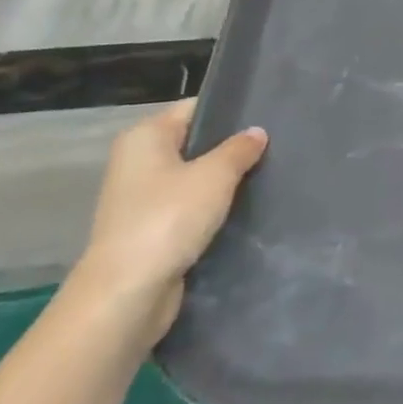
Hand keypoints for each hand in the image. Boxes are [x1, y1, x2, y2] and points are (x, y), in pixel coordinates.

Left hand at [71, 99, 267, 344]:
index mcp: (145, 137)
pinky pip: (189, 208)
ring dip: (223, 181)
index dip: (230, 110)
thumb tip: (257, 132)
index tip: (268, 115)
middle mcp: (138, 162)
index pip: (195, 108)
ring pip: (194, 178)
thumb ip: (240, 149)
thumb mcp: (215, 175)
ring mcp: (141, 199)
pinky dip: (212, 209)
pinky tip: (244, 209)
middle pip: (195, 142)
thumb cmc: (168, 219)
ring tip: (267, 175)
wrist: (126, 294)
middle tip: (276, 145)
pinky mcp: (150, 230)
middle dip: (231, 147)